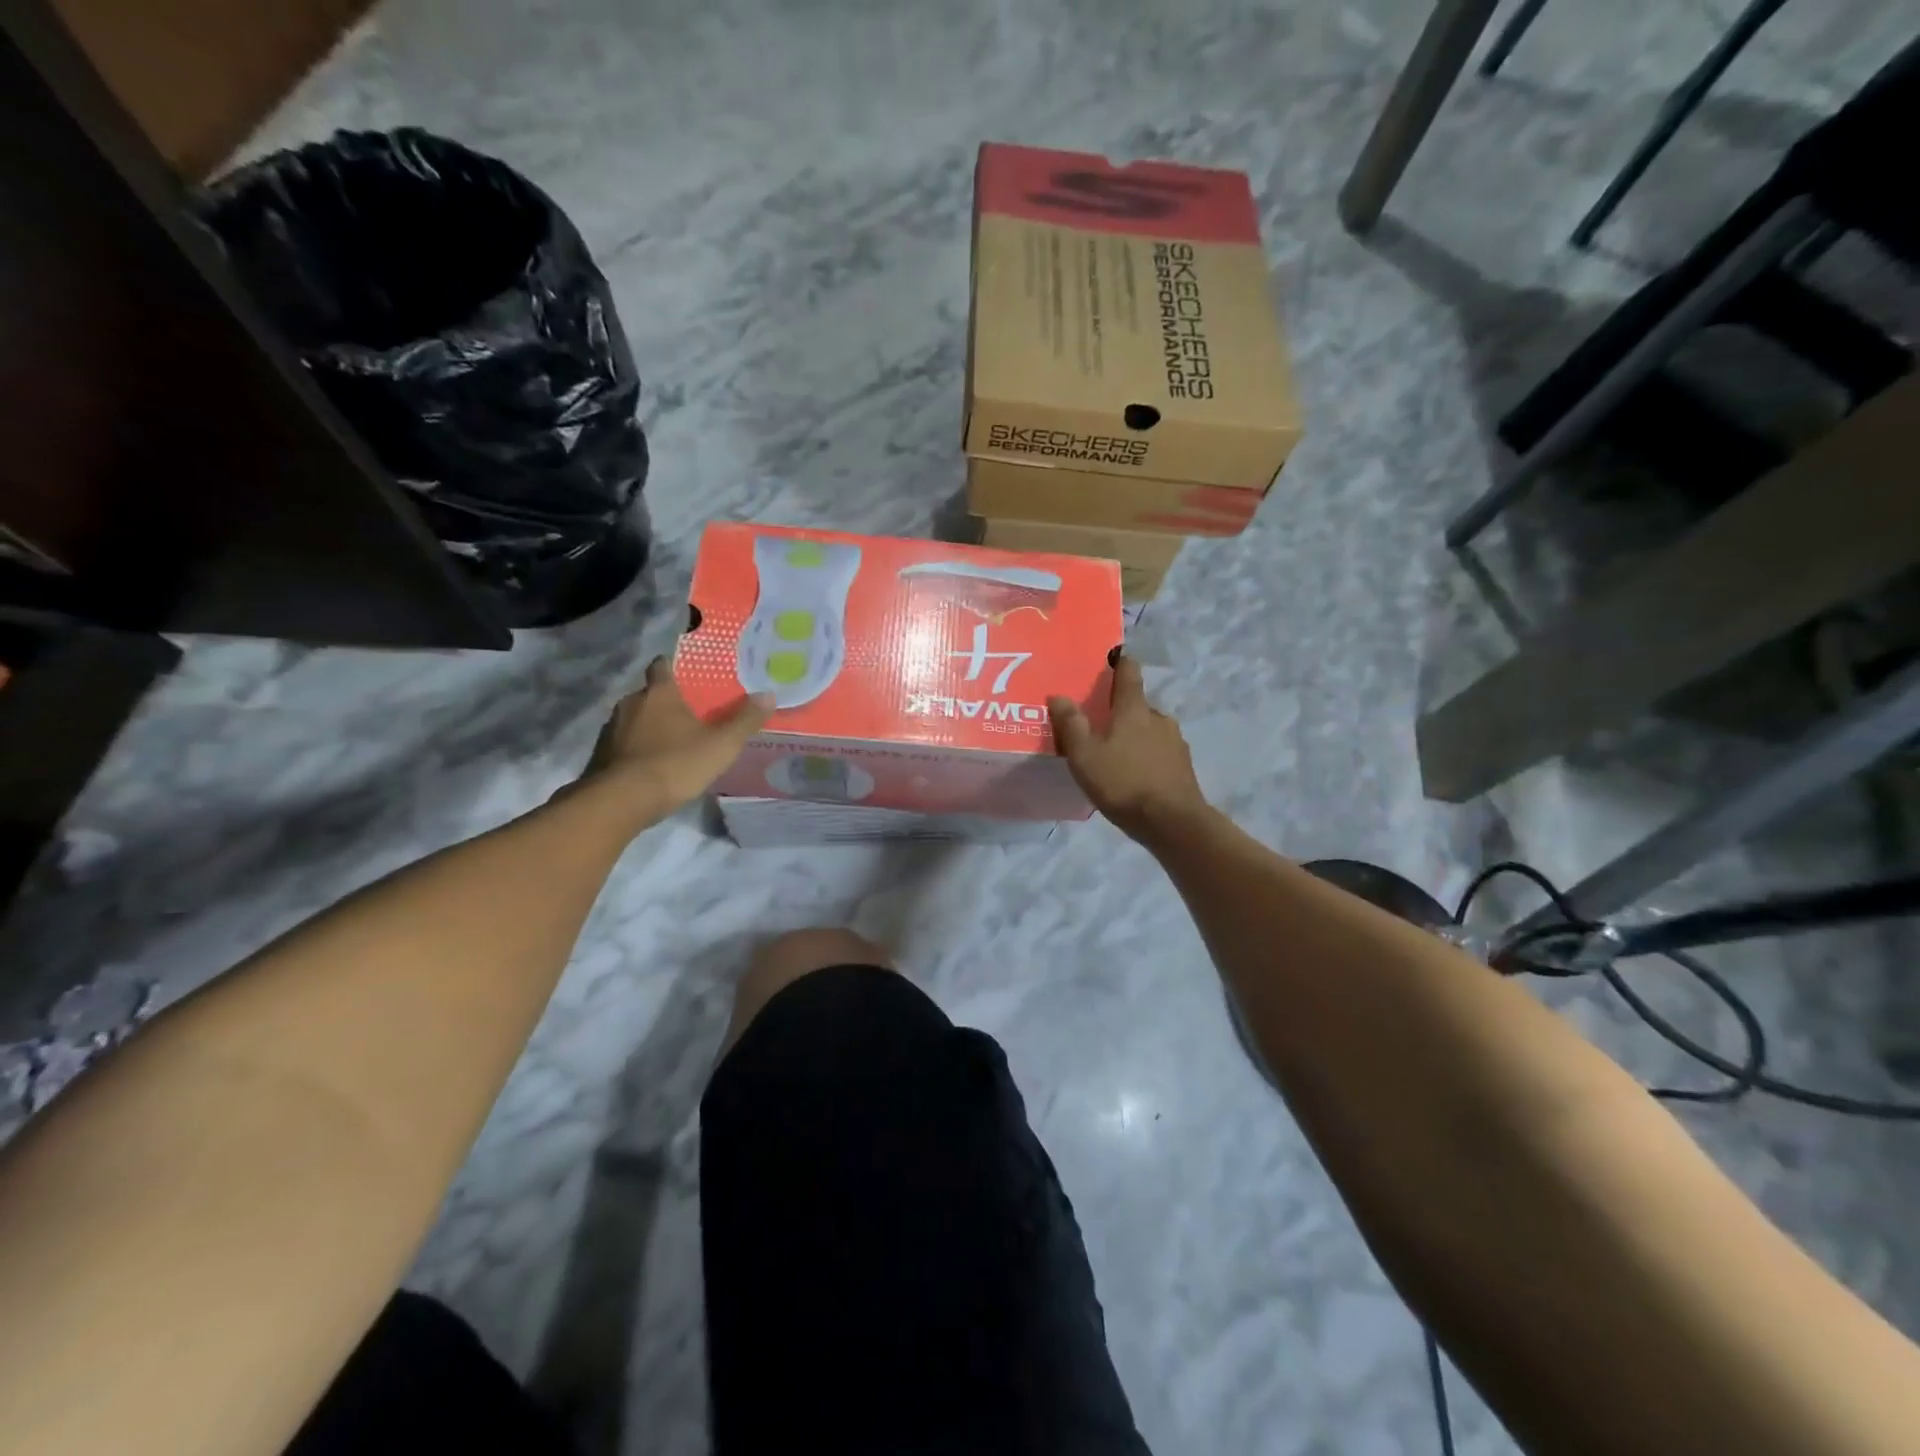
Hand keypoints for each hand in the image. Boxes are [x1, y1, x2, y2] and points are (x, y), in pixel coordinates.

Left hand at [577, 657, 772, 820]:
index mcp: (659, 693)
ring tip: (673, 745)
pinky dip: (637, 750)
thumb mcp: (721, 745)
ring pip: (635, 720)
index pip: (662, 665)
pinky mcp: (600, 754)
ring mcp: (611, 729)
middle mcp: (630, 703)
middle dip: (667, 703)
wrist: (620, 801)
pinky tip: (653, 767)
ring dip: (650, 728)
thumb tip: (768, 695)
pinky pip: (623, 744)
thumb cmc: (675, 764)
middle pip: (650, 694)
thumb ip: (745, 720)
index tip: (689, 676)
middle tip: (691, 717)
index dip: (674, 668)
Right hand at [1048, 655, 1211, 844]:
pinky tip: (1134, 777)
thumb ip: (1071, 724)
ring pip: (1150, 730)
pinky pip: (1160, 753)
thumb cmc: (1123, 783)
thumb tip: (1058, 695)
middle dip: (1120, 711)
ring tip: (1114, 756)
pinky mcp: (1183, 767)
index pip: (1129, 672)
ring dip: (1134, 737)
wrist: (1173, 823)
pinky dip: (1146, 758)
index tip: (1108, 662)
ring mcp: (1176, 743)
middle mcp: (1159, 718)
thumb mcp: (1085, 755)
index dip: (1119, 663)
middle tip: (1098, 726)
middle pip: (1137, 705)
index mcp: (1134, 709)